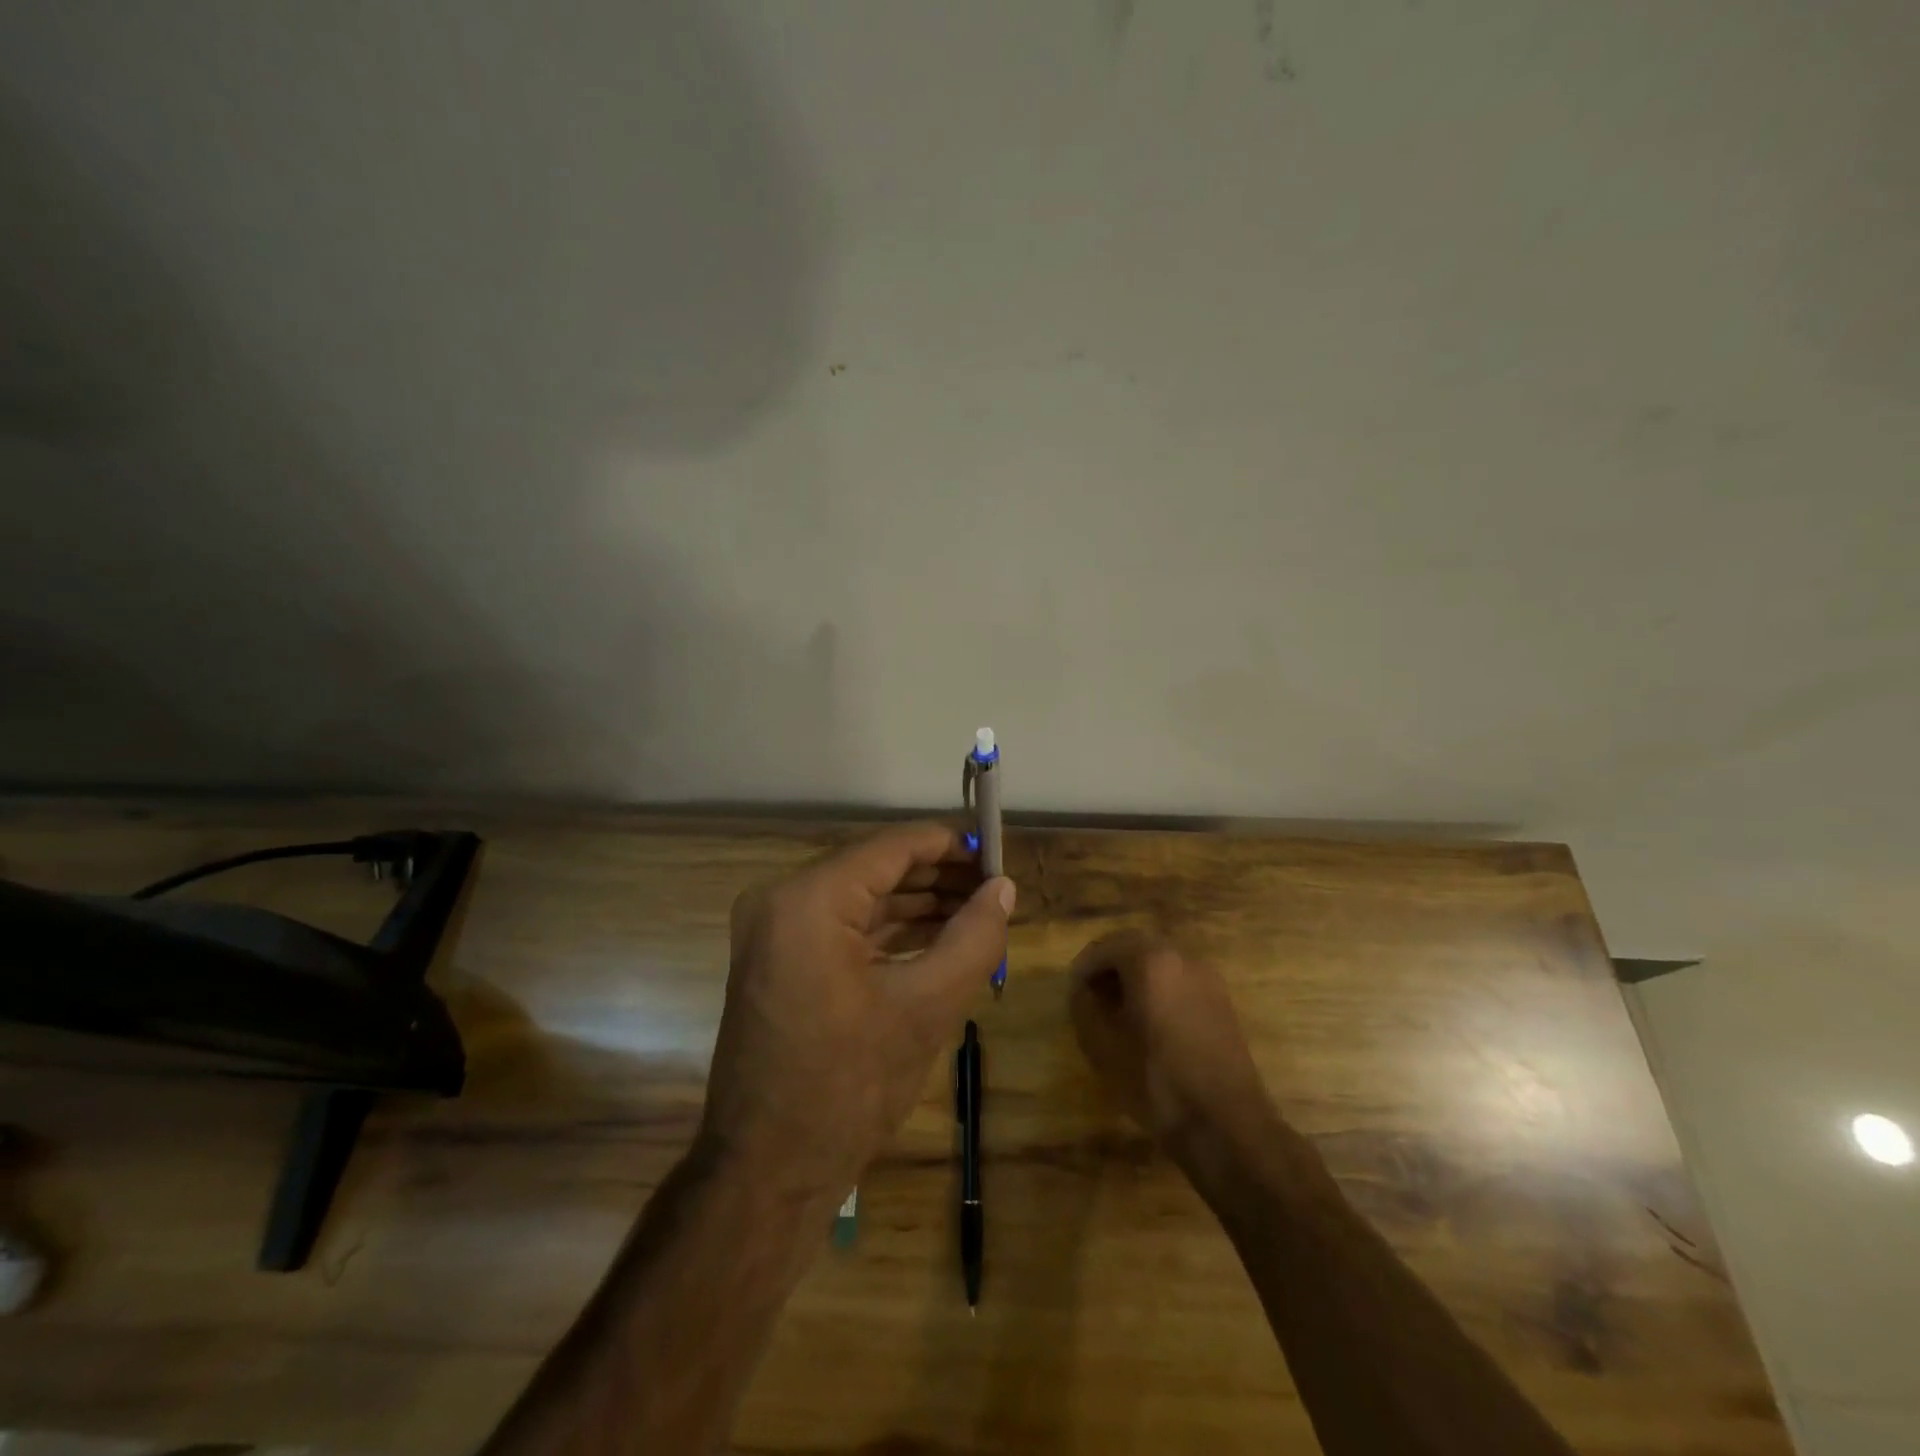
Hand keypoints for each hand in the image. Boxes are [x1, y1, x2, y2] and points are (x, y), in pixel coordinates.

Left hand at [701, 822, 1014, 1200]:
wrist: (766, 1174)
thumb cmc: (848, 1088)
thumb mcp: (926, 1009)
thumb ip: (974, 939)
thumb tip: (1003, 888)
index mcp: (808, 899)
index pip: (893, 846)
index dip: (951, 845)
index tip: (998, 854)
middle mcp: (782, 900)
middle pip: (876, 869)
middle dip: (939, 878)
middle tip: (996, 889)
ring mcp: (774, 932)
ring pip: (862, 900)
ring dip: (918, 905)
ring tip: (979, 912)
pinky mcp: (778, 960)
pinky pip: (844, 929)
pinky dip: (890, 932)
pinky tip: (938, 938)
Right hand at [1069, 930, 1275, 1162]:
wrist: (1227, 1124)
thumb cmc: (1156, 1080)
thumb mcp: (1103, 1045)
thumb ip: (1084, 1007)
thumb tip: (1084, 991)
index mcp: (1150, 961)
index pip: (1105, 948)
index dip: (1083, 968)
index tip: (1072, 994)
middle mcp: (1182, 957)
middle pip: (1135, 947)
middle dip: (1110, 967)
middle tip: (1091, 996)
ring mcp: (1207, 978)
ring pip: (1161, 963)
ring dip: (1136, 977)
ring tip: (1119, 1011)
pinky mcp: (1222, 1002)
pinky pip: (1180, 981)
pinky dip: (1159, 989)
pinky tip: (1150, 1023)